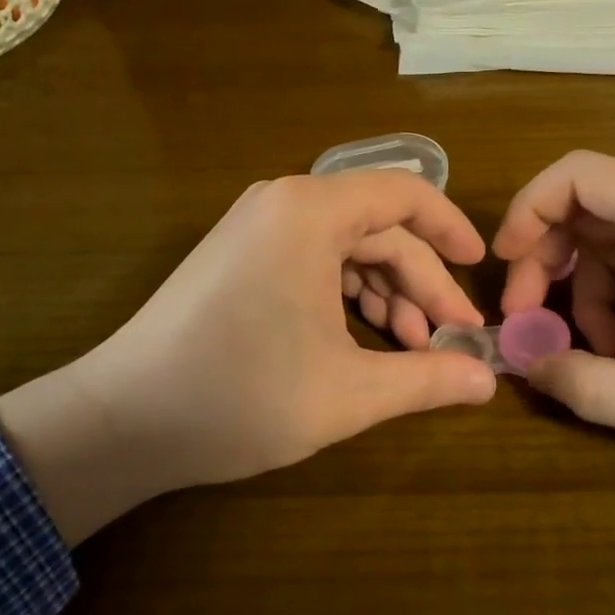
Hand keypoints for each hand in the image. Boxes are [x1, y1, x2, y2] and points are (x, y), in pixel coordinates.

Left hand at [0, 172, 496, 542]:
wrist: (124, 419)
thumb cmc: (241, 396)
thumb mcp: (348, 393)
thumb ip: (427, 379)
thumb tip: (490, 379)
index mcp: (311, 212)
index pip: (405, 194)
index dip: (451, 229)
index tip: (480, 271)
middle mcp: (283, 203)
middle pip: (377, 228)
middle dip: (420, 281)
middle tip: (450, 337)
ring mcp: (256, 227)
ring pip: (346, 247)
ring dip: (385, 292)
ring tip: (411, 347)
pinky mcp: (240, 255)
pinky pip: (312, 259)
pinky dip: (346, 294)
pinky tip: (365, 339)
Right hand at [493, 151, 614, 506]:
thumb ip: (591, 388)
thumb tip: (526, 366)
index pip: (575, 173)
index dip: (526, 211)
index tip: (504, 268)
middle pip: (587, 208)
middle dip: (547, 263)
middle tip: (532, 326)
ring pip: (614, 243)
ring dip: (587, 295)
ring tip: (597, 358)